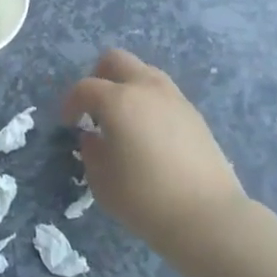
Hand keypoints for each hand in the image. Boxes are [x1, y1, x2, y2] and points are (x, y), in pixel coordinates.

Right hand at [62, 49, 245, 252]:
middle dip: (99, 76)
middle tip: (94, 106)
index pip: (85, 88)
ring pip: (143, 71)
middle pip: (116, 60)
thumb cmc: (146, 200)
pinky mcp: (194, 113)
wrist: (208, 216)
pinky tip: (149, 132)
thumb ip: (91, 152)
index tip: (69, 122)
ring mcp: (174, 97)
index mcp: (118, 100)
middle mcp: (146, 88)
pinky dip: (149, 101)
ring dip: (127, 85)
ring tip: (124, 118)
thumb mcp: (102, 182)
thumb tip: (93, 136)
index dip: (71, 103)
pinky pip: (163, 92)